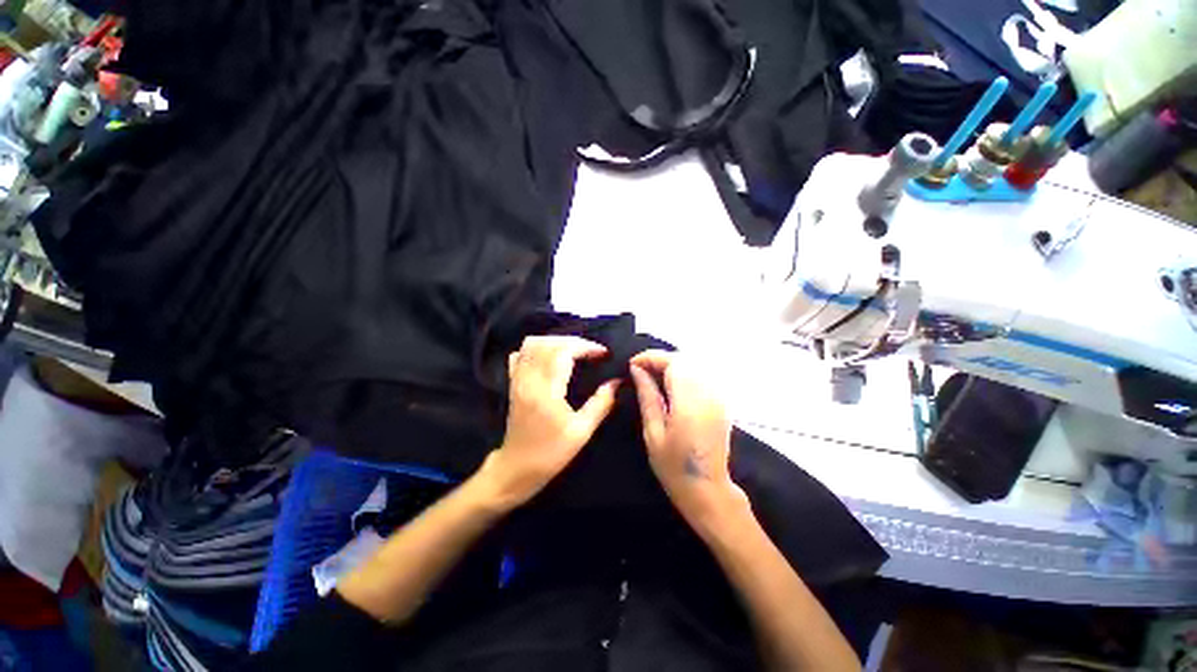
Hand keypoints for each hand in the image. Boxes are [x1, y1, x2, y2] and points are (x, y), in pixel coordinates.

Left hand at [481, 336, 619, 507]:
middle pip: (549, 343)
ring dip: (555, 341)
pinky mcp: (513, 384)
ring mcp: (518, 380)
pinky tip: (550, 357)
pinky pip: (520, 355)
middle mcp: (529, 379)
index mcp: (547, 390)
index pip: (564, 352)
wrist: (516, 469)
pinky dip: (536, 349)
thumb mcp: (581, 432)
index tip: (603, 353)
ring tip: (574, 351)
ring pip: (532, 344)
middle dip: (574, 341)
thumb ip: (601, 404)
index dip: (586, 347)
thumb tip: (616, 382)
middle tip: (591, 351)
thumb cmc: (551, 453)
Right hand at [629, 351, 747, 526]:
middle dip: (661, 359)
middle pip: (685, 359)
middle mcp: (708, 394)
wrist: (708, 490)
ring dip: (672, 365)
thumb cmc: (674, 467)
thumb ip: (647, 396)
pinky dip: (684, 373)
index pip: (673, 363)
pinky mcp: (722, 401)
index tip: (632, 363)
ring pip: (695, 364)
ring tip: (652, 375)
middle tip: (640, 370)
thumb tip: (637, 370)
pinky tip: (671, 384)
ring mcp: (718, 397)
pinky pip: (702, 375)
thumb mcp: (653, 433)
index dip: (651, 358)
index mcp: (689, 402)